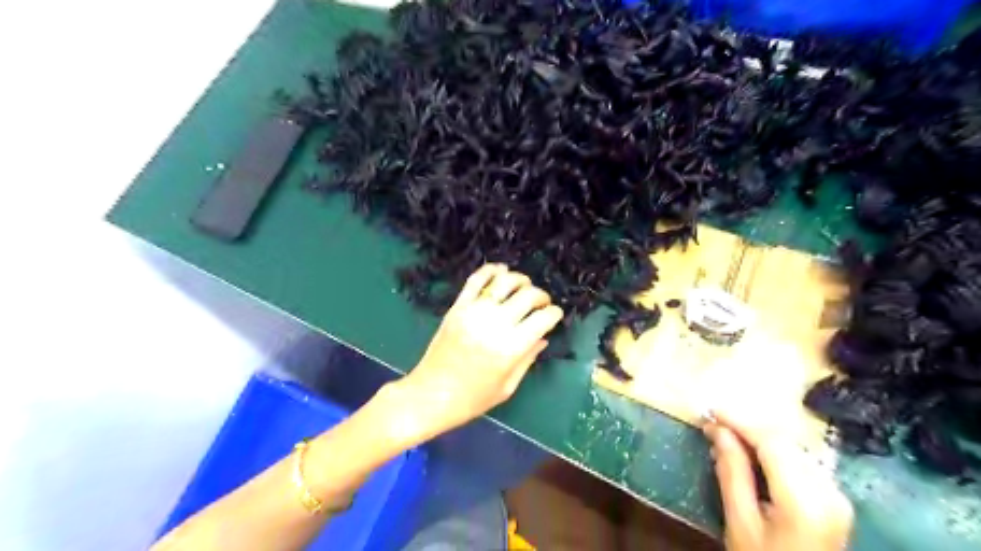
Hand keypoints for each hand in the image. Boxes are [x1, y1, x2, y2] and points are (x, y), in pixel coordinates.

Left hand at [390, 264, 558, 440]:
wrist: (430, 396)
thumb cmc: (472, 399)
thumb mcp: (507, 387)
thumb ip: (527, 359)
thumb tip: (543, 338)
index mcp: (512, 348)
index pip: (543, 318)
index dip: (554, 313)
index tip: (555, 315)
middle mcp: (495, 324)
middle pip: (528, 296)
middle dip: (541, 296)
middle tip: (542, 303)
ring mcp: (474, 312)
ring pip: (504, 282)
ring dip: (520, 280)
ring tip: (524, 286)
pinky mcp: (457, 307)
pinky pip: (475, 280)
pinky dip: (490, 270)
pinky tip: (501, 270)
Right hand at [706, 411, 851, 549]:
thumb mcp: (740, 522)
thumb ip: (731, 472)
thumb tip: (718, 431)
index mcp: (805, 502)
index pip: (771, 444)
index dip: (739, 422)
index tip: (710, 412)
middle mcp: (829, 492)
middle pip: (785, 442)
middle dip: (747, 428)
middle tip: (714, 425)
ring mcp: (837, 496)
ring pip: (793, 448)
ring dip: (759, 439)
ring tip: (727, 438)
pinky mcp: (835, 499)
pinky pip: (800, 461)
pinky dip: (773, 452)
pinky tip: (751, 455)